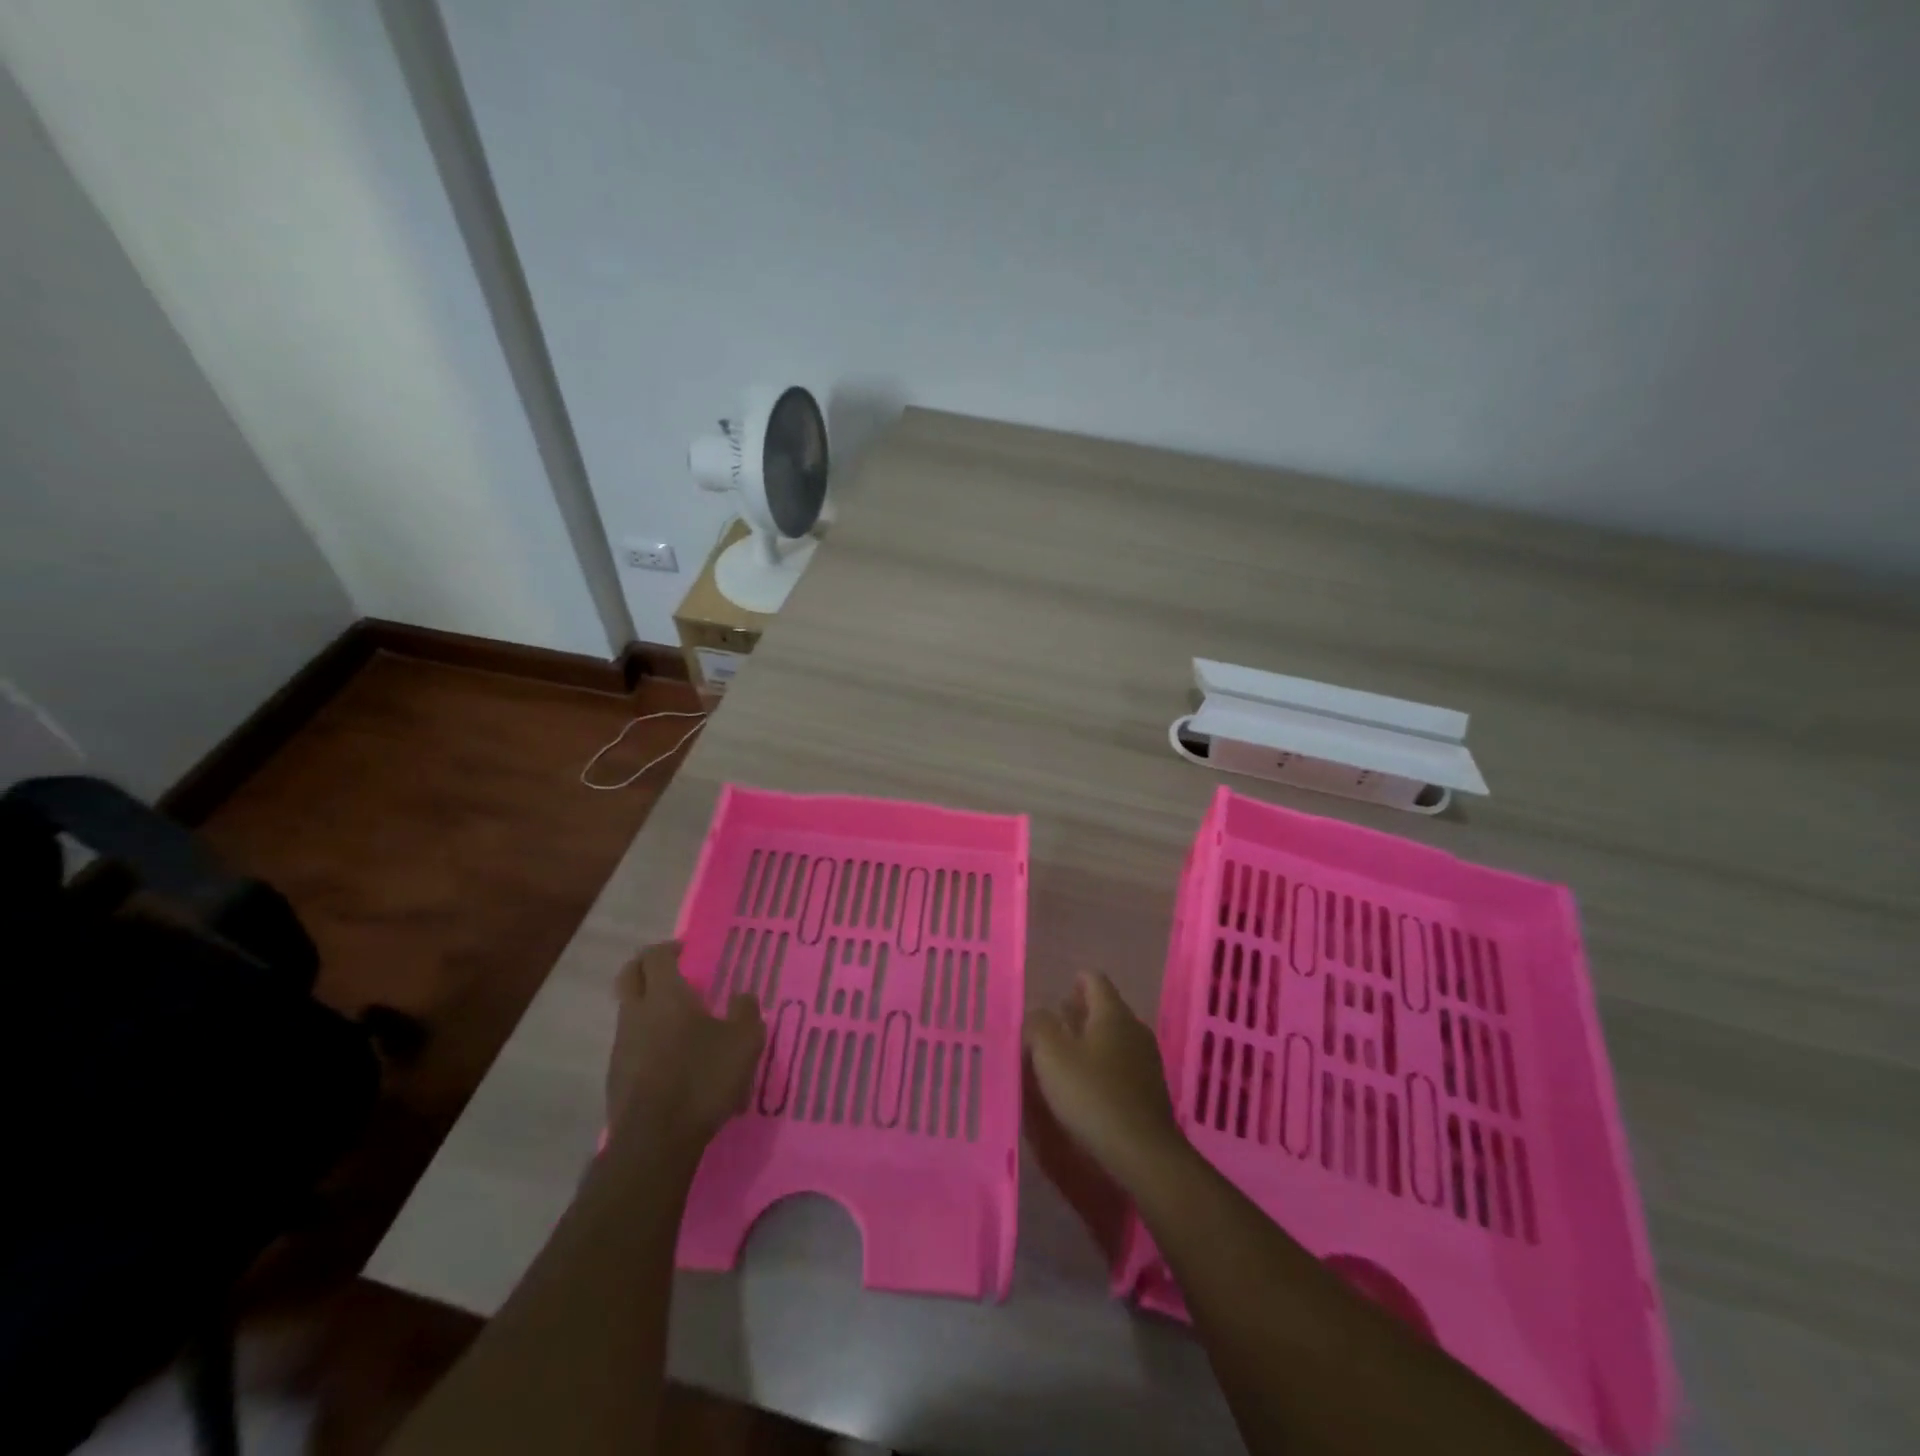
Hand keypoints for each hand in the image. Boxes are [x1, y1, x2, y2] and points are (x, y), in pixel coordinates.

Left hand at [607, 941, 765, 1155]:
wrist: (656, 1140)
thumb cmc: (703, 1079)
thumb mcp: (744, 1042)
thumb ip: (746, 1012)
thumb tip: (742, 997)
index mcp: (666, 995)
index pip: (655, 956)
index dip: (669, 948)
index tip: (686, 951)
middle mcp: (636, 1013)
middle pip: (629, 976)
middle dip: (646, 967)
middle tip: (671, 971)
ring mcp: (621, 1045)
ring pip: (628, 1010)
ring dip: (647, 1005)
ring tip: (678, 1019)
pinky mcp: (616, 1076)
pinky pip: (630, 1042)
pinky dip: (646, 1037)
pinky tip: (670, 1057)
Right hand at [1024, 972, 1187, 1193]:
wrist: (1142, 1152)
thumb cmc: (1092, 1094)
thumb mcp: (1051, 1056)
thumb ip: (1039, 1026)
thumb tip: (1039, 1013)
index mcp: (1112, 1013)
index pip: (1095, 980)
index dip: (1077, 980)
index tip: (1061, 988)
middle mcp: (1134, 1028)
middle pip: (1106, 1008)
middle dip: (1081, 1011)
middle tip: (1057, 1020)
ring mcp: (1146, 1059)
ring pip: (1114, 1036)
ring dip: (1091, 1039)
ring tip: (1066, 1052)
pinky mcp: (1150, 1089)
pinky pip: (1122, 1063)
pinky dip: (1103, 1063)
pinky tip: (1087, 1082)